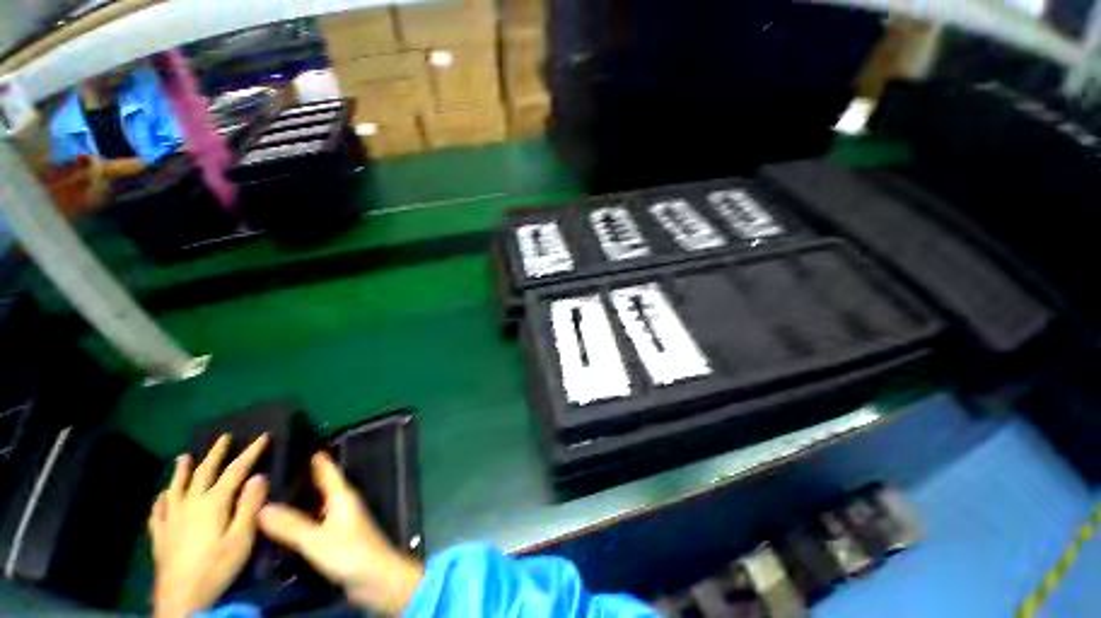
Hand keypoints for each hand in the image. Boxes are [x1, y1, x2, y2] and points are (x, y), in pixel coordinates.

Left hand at [149, 435, 269, 617]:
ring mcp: (171, 518)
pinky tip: (162, 496)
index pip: (236, 470)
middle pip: (204, 472)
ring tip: (183, 457)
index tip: (263, 436)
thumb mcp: (242, 538)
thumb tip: (259, 476)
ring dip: (182, 471)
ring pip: (176, 487)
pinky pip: (157, 510)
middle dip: (216, 453)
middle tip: (224, 437)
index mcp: (214, 502)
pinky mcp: (159, 534)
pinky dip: (161, 499)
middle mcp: (190, 503)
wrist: (181, 597)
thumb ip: (250, 506)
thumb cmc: (217, 566)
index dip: (251, 452)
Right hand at [259, 452, 422, 614]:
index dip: (315, 458)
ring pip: (316, 504)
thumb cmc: (350, 553)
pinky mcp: (337, 539)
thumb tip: (262, 506)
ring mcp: (340, 522)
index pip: (327, 470)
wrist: (376, 579)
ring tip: (272, 495)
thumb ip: (291, 525)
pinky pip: (315, 522)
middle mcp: (342, 504)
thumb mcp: (317, 540)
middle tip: (273, 470)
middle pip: (321, 486)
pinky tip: (283, 525)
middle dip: (302, 478)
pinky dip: (301, 519)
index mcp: (342, 497)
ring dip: (299, 500)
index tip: (297, 443)